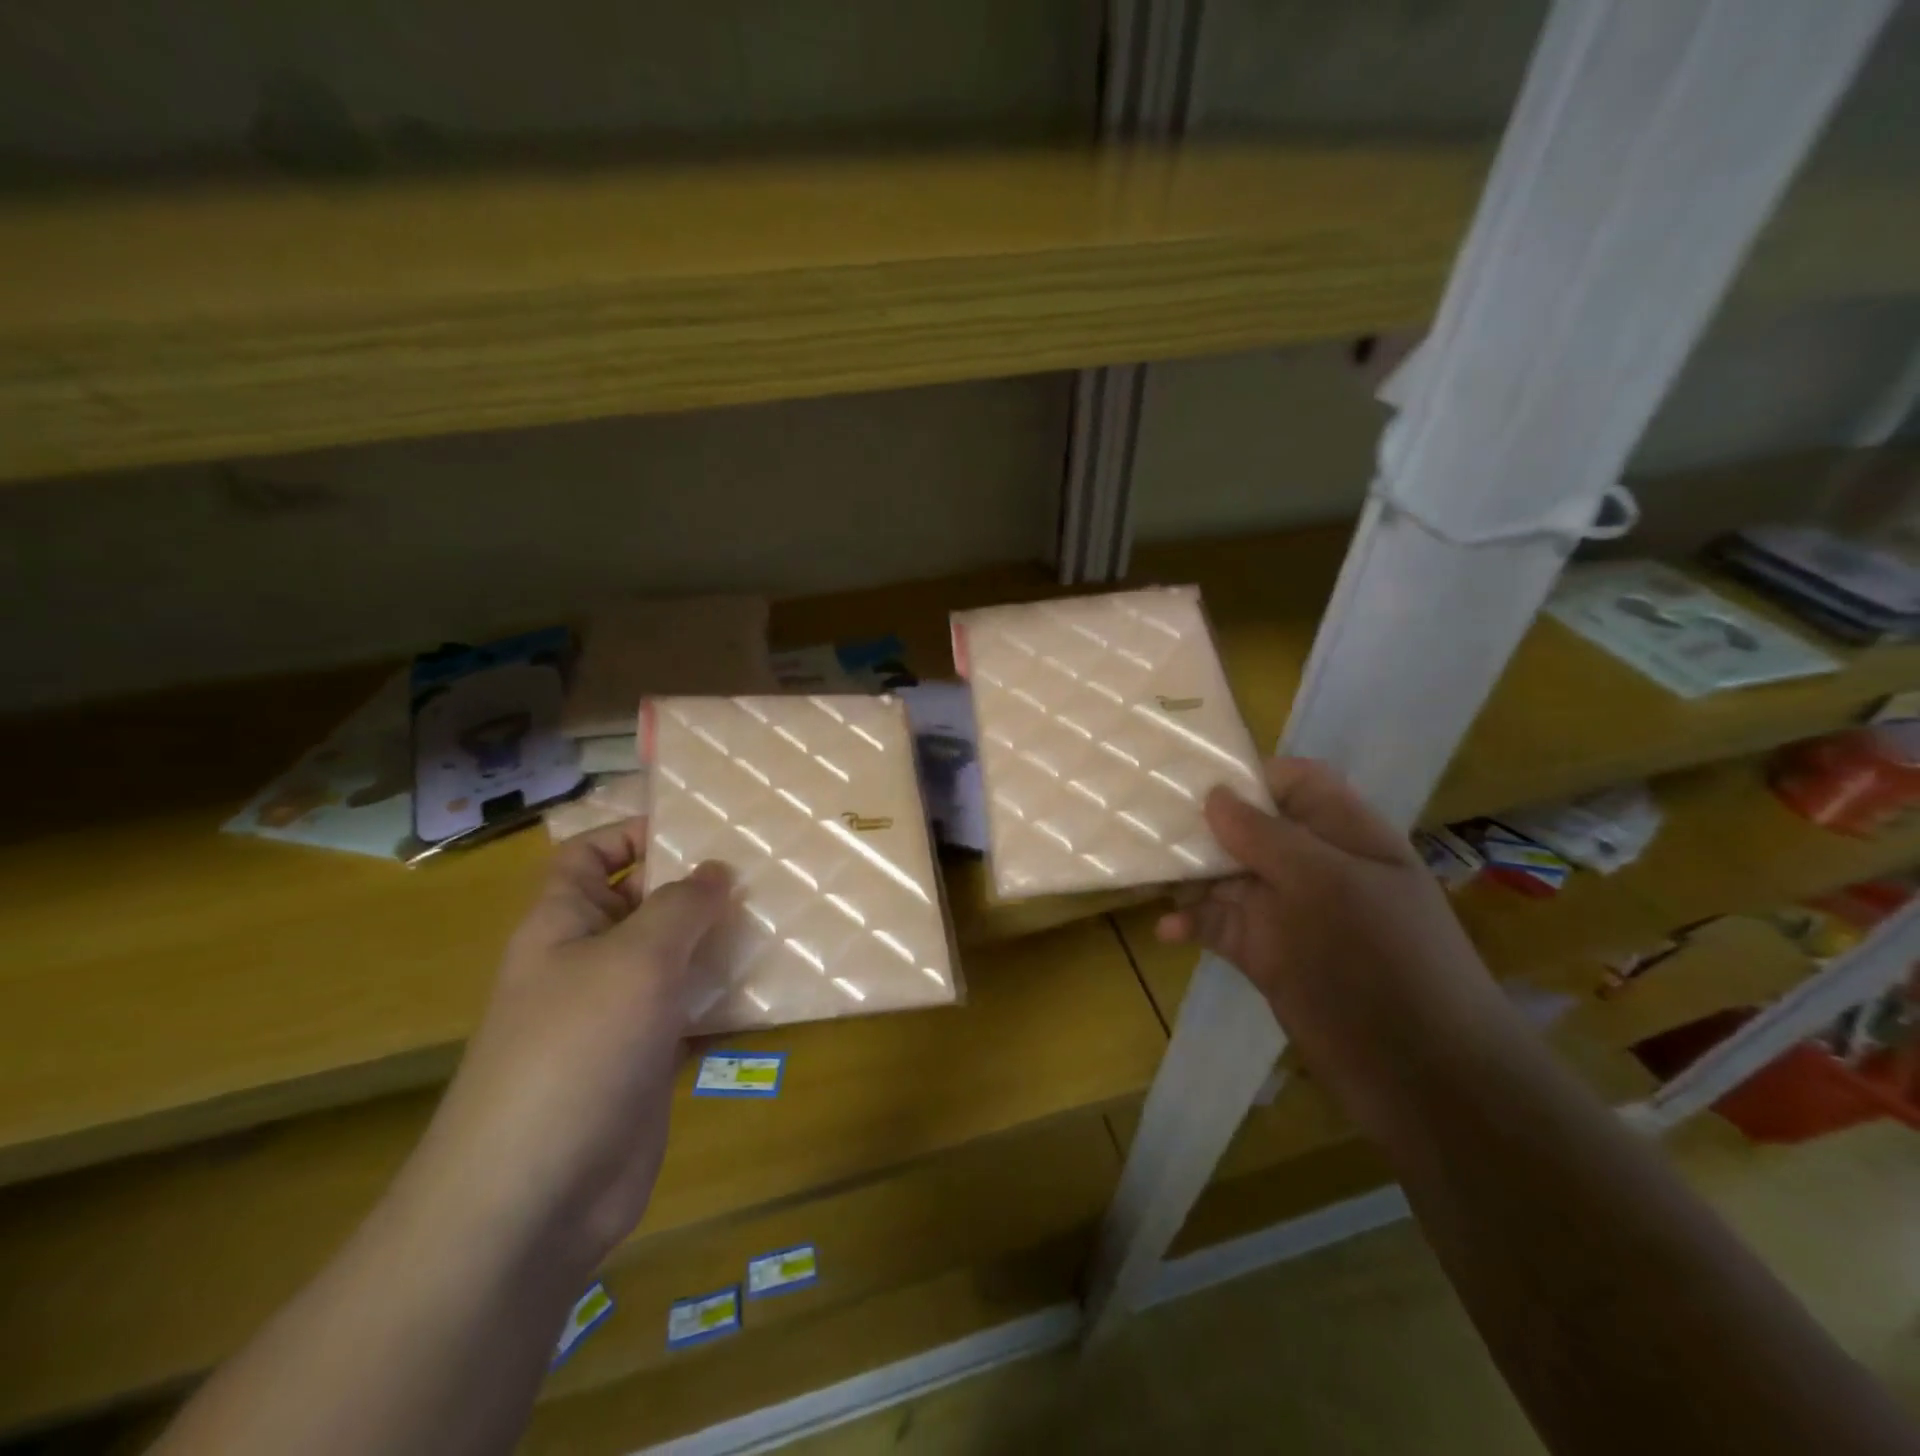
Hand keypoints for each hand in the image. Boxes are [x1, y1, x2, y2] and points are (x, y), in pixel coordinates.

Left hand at [402, 821, 730, 1272]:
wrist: (536, 1196)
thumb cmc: (577, 1048)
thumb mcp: (636, 956)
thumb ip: (682, 905)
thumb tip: (717, 870)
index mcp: (563, 923)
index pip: (590, 855)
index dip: (635, 833)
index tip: (703, 829)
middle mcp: (588, 961)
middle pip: (643, 904)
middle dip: (696, 887)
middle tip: (765, 870)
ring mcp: (618, 1014)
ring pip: (675, 960)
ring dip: (720, 942)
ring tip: (781, 918)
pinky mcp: (647, 1060)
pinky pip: (691, 1011)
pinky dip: (725, 999)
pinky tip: (773, 988)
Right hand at [1157, 758, 1513, 1140]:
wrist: (1423, 1076)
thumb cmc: (1383, 960)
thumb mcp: (1326, 884)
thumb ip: (1267, 836)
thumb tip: (1214, 794)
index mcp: (1343, 834)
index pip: (1294, 783)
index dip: (1249, 776)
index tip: (1191, 779)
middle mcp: (1311, 865)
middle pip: (1248, 827)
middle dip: (1201, 824)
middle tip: (1143, 820)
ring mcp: (1286, 911)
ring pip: (1225, 876)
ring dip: (1187, 874)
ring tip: (1141, 871)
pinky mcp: (1264, 953)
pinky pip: (1218, 925)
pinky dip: (1191, 922)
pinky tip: (1167, 929)